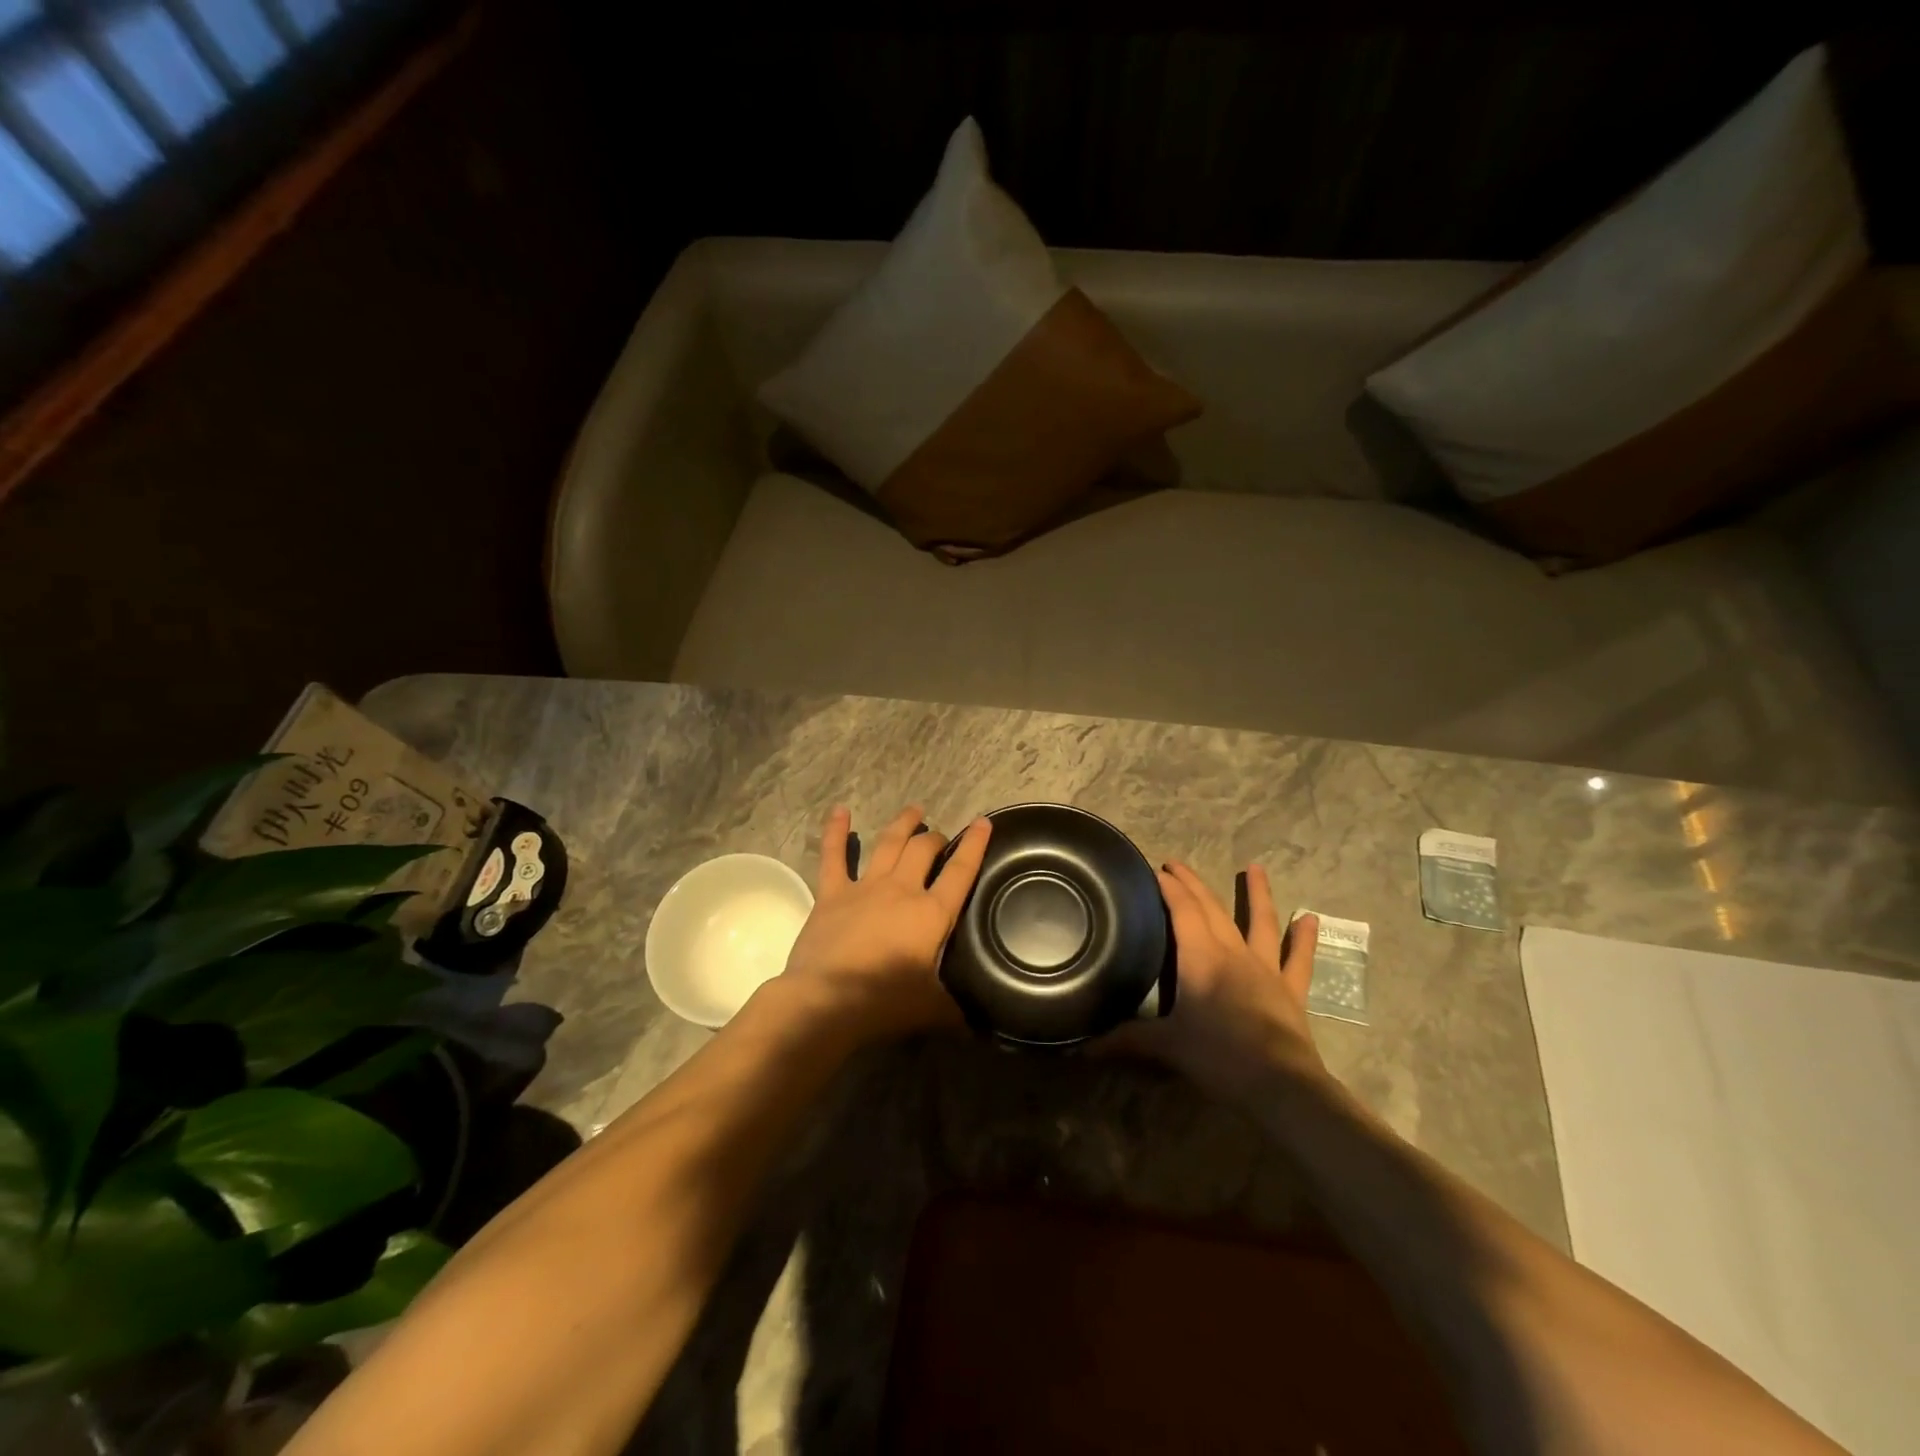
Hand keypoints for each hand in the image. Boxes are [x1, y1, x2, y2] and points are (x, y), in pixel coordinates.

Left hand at [779, 804, 991, 1043]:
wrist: (827, 1000)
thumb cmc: (884, 1002)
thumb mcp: (932, 1011)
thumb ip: (957, 1012)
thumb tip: (980, 1029)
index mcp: (932, 914)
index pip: (961, 871)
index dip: (975, 844)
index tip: (983, 822)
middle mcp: (902, 889)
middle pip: (923, 849)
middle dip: (935, 837)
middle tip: (940, 837)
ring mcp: (865, 887)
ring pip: (888, 843)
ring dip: (902, 824)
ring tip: (914, 810)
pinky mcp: (832, 893)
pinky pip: (833, 856)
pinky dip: (836, 831)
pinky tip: (839, 810)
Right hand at [1105, 861, 1325, 1098]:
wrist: (1281, 1086)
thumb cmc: (1219, 1057)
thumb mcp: (1166, 1046)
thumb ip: (1126, 1041)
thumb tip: (1082, 1049)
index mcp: (1201, 958)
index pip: (1182, 910)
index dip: (1169, 887)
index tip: (1156, 869)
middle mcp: (1233, 953)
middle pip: (1212, 909)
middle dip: (1193, 884)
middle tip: (1177, 864)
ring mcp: (1266, 969)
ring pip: (1260, 922)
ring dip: (1257, 894)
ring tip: (1256, 867)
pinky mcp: (1291, 991)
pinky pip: (1298, 959)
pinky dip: (1303, 939)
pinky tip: (1310, 918)